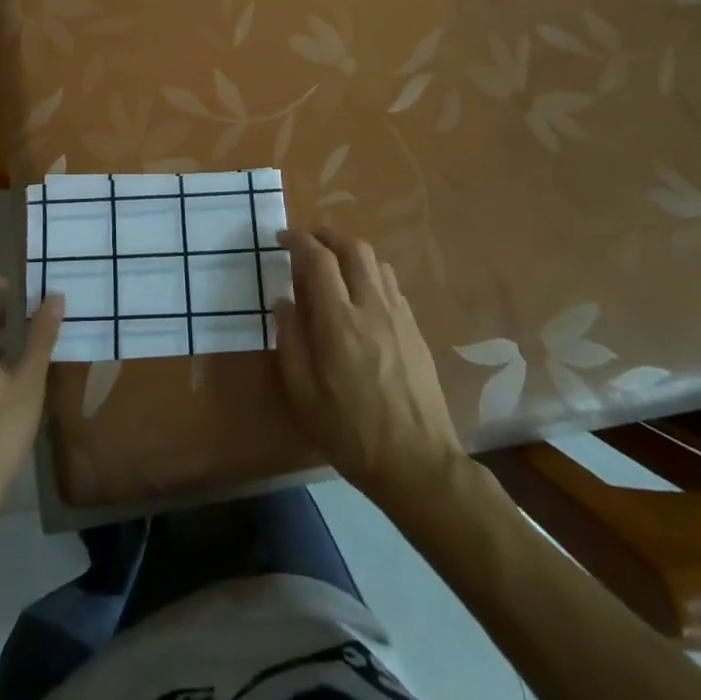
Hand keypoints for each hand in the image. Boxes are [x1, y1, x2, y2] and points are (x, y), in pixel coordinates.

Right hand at [273, 228, 463, 502]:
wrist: (418, 463)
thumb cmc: (351, 432)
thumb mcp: (303, 394)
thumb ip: (290, 340)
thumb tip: (283, 301)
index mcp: (339, 321)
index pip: (318, 259)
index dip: (298, 241)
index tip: (282, 239)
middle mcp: (371, 307)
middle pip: (353, 248)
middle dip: (327, 236)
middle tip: (308, 242)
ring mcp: (399, 316)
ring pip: (377, 262)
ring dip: (351, 252)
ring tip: (333, 265)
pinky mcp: (415, 329)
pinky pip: (391, 284)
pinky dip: (371, 273)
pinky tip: (361, 295)